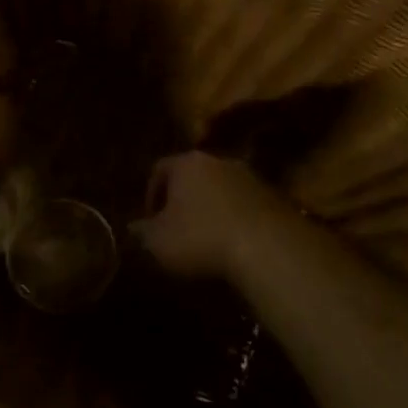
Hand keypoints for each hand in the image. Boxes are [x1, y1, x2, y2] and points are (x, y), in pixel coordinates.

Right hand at [131, 151, 295, 279]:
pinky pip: (246, 205)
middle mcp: (218, 160)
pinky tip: (234, 244)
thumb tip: (133, 227)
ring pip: (222, 189)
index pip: (159, 169)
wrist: (267, 246)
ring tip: (207, 238)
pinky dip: (236, 219)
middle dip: (184, 199)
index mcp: (186, 163)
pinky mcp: (275, 197)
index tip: (150, 220)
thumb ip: (142, 232)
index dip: (151, 194)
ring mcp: (250, 177)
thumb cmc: (201, 237)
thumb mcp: (158, 241)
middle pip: (193, 175)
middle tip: (177, 227)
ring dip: (213, 208)